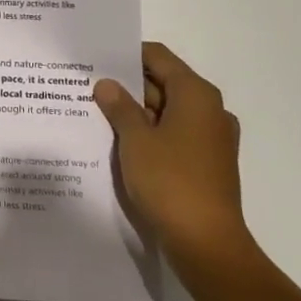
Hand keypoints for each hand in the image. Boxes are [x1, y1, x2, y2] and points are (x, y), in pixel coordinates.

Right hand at [94, 42, 254, 287]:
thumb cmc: (170, 181)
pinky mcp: (206, 163)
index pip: (158, 57)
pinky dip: (150, 134)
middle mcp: (209, 110)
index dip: (127, 55)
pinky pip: (174, 135)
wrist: (206, 244)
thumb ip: (119, 107)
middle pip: (164, 83)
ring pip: (167, 111)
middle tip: (89, 87)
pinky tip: (121, 144)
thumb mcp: (135, 140)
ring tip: (97, 115)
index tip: (96, 60)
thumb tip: (107, 84)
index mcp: (196, 94)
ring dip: (136, 112)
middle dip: (128, 86)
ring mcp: (211, 138)